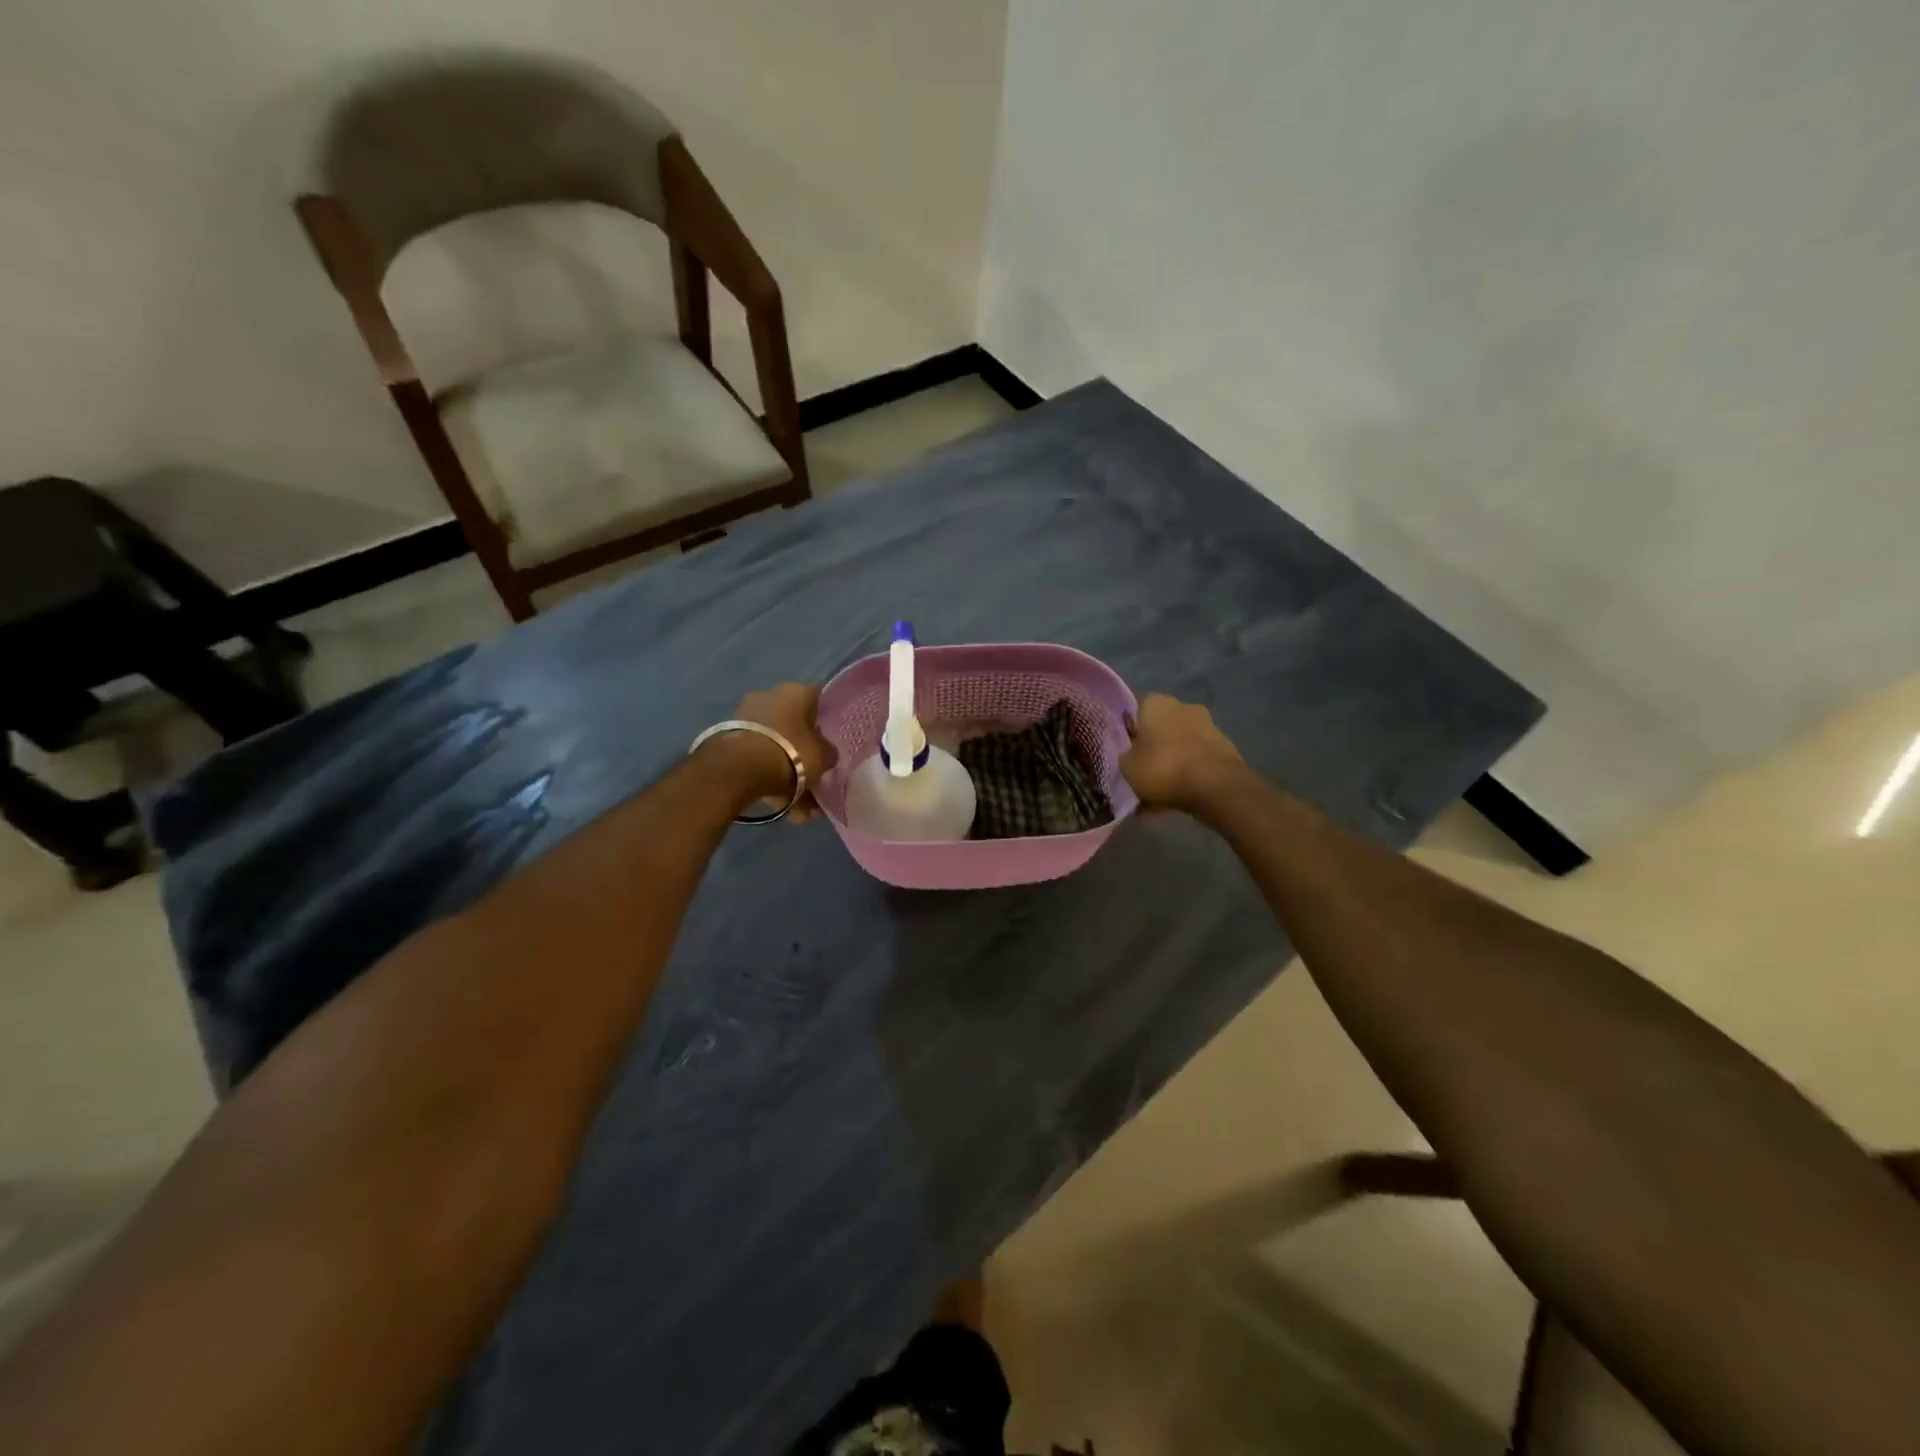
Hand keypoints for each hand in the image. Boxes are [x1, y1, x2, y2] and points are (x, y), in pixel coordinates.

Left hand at [720, 683, 837, 818]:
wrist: (738, 769)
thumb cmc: (790, 753)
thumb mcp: (823, 756)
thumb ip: (828, 752)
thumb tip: (826, 753)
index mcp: (796, 691)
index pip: (819, 701)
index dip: (827, 723)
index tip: (831, 742)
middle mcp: (769, 695)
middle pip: (794, 725)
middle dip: (803, 751)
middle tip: (814, 775)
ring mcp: (745, 715)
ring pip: (775, 744)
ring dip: (787, 769)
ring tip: (800, 803)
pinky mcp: (728, 738)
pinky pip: (757, 758)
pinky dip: (768, 776)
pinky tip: (782, 804)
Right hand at [1120, 693, 1244, 813]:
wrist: (1216, 786)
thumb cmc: (1163, 768)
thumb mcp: (1128, 767)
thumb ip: (1126, 757)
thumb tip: (1132, 756)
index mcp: (1156, 703)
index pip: (1137, 711)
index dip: (1130, 733)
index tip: (1127, 753)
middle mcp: (1183, 707)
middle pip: (1161, 729)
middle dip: (1153, 750)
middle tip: (1143, 774)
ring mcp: (1208, 726)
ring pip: (1180, 747)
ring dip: (1171, 764)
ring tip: (1160, 795)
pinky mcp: (1225, 748)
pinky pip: (1196, 762)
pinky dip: (1188, 776)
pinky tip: (1178, 799)